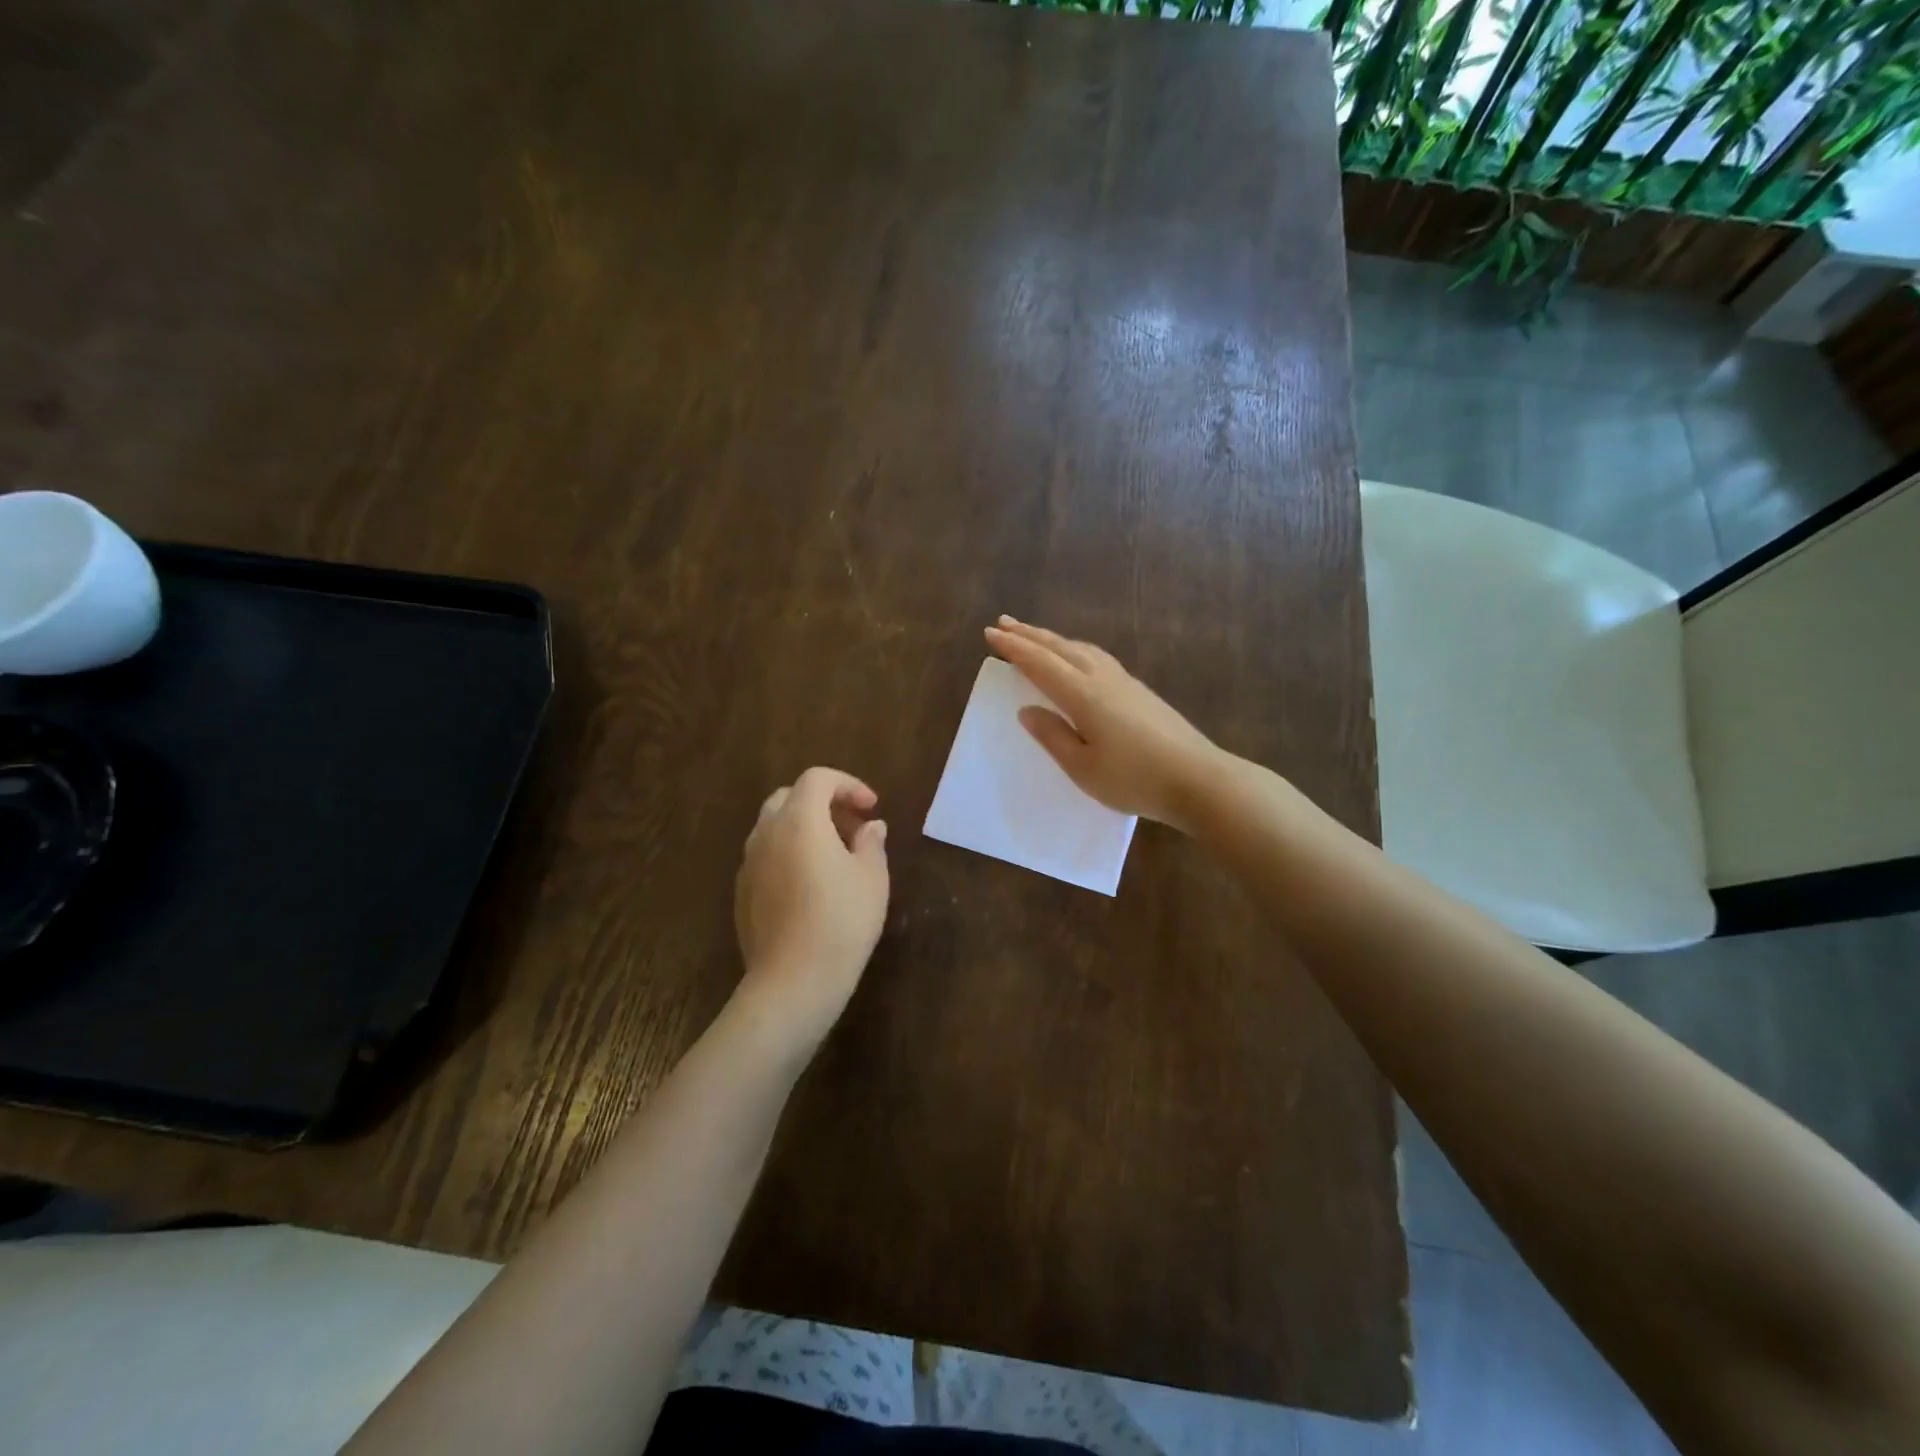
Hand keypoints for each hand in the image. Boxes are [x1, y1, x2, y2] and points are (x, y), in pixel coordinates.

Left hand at [734, 767, 890, 1048]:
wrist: (792, 981)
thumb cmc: (841, 921)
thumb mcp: (872, 878)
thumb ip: (871, 843)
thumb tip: (870, 827)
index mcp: (799, 820)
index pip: (817, 779)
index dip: (848, 785)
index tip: (872, 808)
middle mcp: (766, 834)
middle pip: (789, 797)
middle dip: (823, 802)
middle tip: (852, 826)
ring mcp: (748, 864)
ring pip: (773, 827)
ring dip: (804, 828)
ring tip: (835, 856)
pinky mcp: (742, 893)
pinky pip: (765, 856)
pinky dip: (788, 853)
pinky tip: (811, 885)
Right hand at [985, 616, 1225, 832]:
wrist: (1198, 780)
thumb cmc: (1134, 780)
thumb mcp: (1083, 768)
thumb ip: (1053, 736)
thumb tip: (1027, 710)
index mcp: (1083, 695)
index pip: (1040, 663)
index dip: (1013, 647)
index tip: (990, 633)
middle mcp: (1102, 679)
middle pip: (1060, 648)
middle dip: (1029, 634)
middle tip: (1004, 622)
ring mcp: (1125, 682)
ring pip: (1081, 649)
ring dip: (1054, 639)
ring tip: (1035, 635)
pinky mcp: (1140, 691)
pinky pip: (1097, 657)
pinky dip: (1075, 649)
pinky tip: (1078, 657)